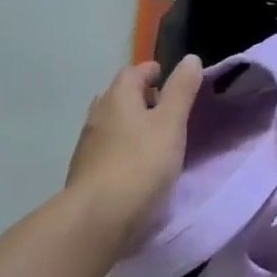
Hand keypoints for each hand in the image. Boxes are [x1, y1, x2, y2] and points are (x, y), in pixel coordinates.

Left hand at [65, 57, 202, 244]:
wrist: (99, 217)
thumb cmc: (141, 163)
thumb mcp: (171, 123)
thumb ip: (182, 90)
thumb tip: (190, 59)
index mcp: (117, 99)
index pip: (132, 73)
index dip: (150, 71)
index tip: (167, 76)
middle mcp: (97, 116)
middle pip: (118, 97)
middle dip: (139, 96)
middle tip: (164, 105)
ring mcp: (88, 146)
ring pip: (111, 123)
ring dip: (130, 122)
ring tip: (155, 134)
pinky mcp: (87, 172)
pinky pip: (107, 148)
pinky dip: (123, 146)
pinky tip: (137, 161)